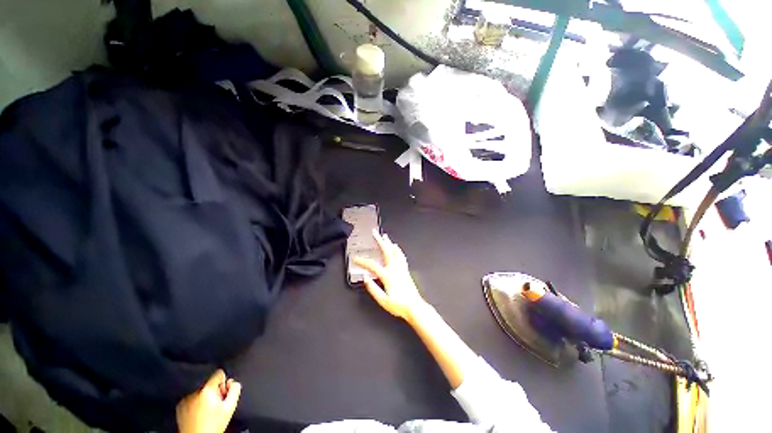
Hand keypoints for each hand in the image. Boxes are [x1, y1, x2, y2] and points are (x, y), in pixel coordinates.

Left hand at [176, 369, 240, 432]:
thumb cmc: (213, 426)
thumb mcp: (230, 407)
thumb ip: (235, 390)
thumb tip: (233, 382)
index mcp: (207, 390)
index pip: (218, 374)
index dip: (224, 383)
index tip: (224, 393)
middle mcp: (195, 392)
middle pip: (210, 385)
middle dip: (215, 392)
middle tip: (217, 405)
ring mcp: (186, 400)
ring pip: (201, 392)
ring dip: (206, 399)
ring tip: (208, 412)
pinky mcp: (180, 407)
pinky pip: (192, 399)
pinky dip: (197, 404)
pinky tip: (200, 414)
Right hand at [353, 230, 426, 321]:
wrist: (414, 307)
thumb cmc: (400, 305)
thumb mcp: (383, 300)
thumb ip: (373, 288)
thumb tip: (366, 279)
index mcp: (388, 276)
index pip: (372, 265)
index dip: (363, 261)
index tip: (356, 259)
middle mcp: (395, 269)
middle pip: (386, 251)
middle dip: (379, 240)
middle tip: (375, 233)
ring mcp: (401, 269)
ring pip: (395, 251)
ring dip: (389, 243)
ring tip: (385, 236)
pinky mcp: (406, 270)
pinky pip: (401, 256)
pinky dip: (398, 250)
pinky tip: (397, 248)